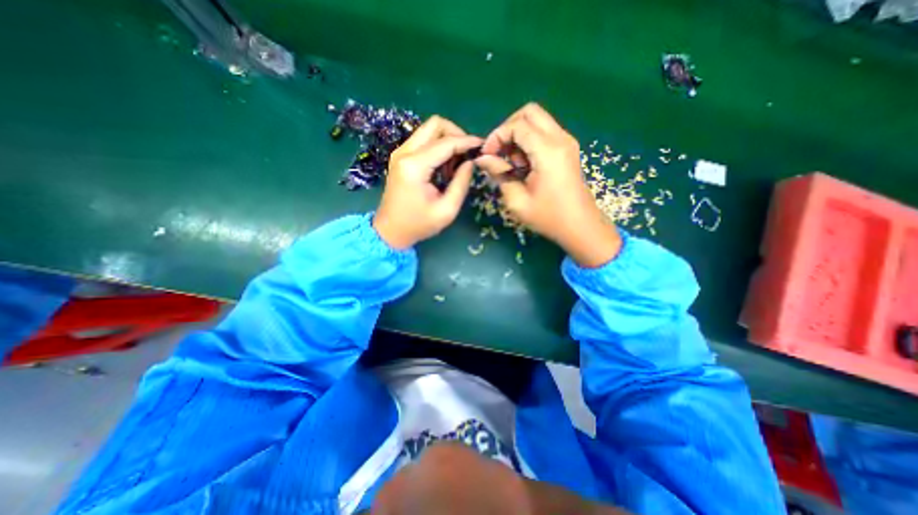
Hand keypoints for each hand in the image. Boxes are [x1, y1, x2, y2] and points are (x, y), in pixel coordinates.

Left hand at [371, 113, 481, 248]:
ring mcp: (400, 152)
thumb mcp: (447, 210)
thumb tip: (470, 162)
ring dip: (447, 141)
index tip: (482, 146)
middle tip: (467, 154)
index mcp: (415, 166)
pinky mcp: (400, 157)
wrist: (390, 231)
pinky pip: (423, 140)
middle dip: (456, 134)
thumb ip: (461, 183)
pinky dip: (437, 147)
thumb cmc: (418, 224)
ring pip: (429, 130)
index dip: (467, 142)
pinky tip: (443, 167)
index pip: (446, 143)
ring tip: (454, 166)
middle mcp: (405, 152)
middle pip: (435, 124)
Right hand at [477, 103, 619, 266]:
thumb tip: (482, 159)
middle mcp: (560, 139)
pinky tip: (525, 165)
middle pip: (529, 112)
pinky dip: (529, 141)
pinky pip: (544, 132)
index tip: (487, 155)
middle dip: (508, 128)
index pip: (517, 125)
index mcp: (548, 151)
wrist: (580, 226)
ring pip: (537, 120)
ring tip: (513, 164)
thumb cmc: (548, 217)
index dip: (497, 136)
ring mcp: (566, 142)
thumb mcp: (517, 200)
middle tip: (499, 152)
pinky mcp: (567, 149)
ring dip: (519, 136)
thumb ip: (499, 174)